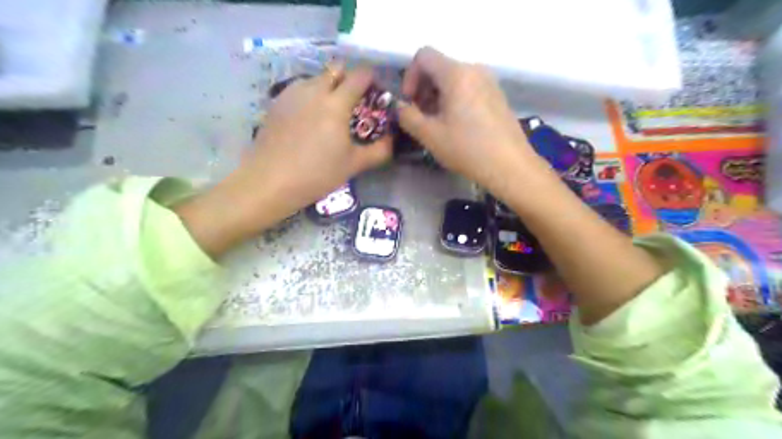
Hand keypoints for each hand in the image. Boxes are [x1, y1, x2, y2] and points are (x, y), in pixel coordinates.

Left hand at [174, 66, 390, 257]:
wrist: (270, 181)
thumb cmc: (317, 174)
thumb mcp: (353, 165)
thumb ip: (379, 150)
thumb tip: (392, 139)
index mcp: (337, 103)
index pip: (360, 75)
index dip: (371, 79)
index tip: (375, 93)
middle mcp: (315, 90)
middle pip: (336, 69)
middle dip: (348, 79)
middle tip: (353, 102)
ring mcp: (292, 94)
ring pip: (316, 78)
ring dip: (328, 86)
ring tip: (329, 112)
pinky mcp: (277, 102)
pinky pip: (300, 89)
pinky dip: (310, 96)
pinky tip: (308, 119)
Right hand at [398, 47, 544, 195]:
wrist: (510, 166)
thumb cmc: (467, 149)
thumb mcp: (430, 135)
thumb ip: (407, 117)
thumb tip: (400, 107)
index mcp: (456, 73)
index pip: (424, 56)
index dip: (410, 76)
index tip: (410, 103)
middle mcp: (475, 69)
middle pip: (439, 67)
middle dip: (423, 89)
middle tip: (421, 117)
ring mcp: (489, 82)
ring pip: (454, 79)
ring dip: (438, 96)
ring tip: (438, 124)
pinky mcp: (497, 95)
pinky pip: (469, 88)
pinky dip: (455, 100)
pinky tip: (457, 126)